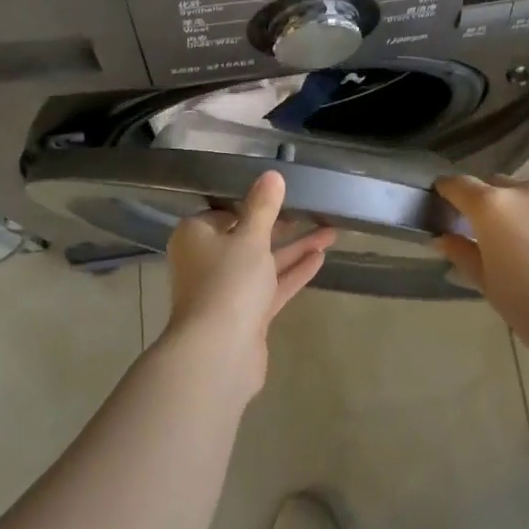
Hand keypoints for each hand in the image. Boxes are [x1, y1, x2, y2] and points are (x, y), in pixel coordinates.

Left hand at [165, 171, 334, 392]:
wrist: (218, 353)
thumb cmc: (228, 283)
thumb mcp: (250, 238)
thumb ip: (263, 207)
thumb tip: (272, 174)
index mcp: (196, 236)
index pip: (226, 212)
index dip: (254, 204)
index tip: (282, 196)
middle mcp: (207, 261)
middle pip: (248, 237)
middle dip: (283, 227)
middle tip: (313, 212)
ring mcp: (226, 290)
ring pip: (264, 262)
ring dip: (295, 248)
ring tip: (331, 233)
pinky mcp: (245, 315)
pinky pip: (271, 286)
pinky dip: (292, 272)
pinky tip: (320, 258)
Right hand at [433, 174, 528, 358]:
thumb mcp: (488, 284)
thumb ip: (462, 253)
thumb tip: (443, 238)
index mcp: (491, 206)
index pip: (458, 185)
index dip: (445, 191)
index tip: (440, 202)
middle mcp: (523, 191)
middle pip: (493, 186)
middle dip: (483, 204)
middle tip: (482, 235)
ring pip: (524, 195)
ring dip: (515, 211)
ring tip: (521, 246)